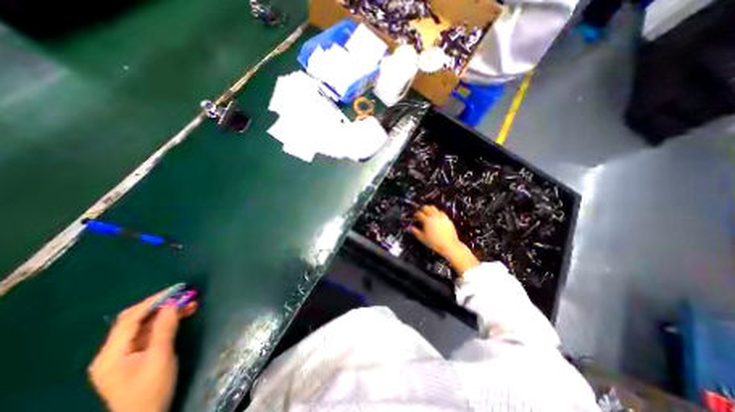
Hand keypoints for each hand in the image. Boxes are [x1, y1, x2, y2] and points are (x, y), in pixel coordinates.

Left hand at [88, 289, 196, 411]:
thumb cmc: (151, 388)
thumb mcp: (161, 356)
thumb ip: (165, 328)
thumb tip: (172, 303)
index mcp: (112, 353)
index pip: (131, 318)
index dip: (154, 300)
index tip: (177, 289)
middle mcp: (113, 351)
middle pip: (136, 319)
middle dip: (161, 304)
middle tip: (185, 294)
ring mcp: (124, 354)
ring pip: (146, 325)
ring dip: (167, 312)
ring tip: (191, 302)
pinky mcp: (135, 356)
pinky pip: (150, 332)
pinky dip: (166, 322)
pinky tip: (184, 314)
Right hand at [412, 205, 479, 274]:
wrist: (449, 245)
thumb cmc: (434, 243)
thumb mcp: (422, 238)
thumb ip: (415, 232)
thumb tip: (410, 228)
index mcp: (427, 221)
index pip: (419, 214)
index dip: (415, 215)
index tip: (414, 217)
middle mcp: (434, 217)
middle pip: (426, 208)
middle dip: (422, 209)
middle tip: (420, 213)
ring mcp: (441, 217)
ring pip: (434, 208)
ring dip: (429, 209)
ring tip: (427, 213)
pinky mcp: (447, 219)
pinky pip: (441, 212)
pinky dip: (436, 212)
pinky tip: (436, 216)